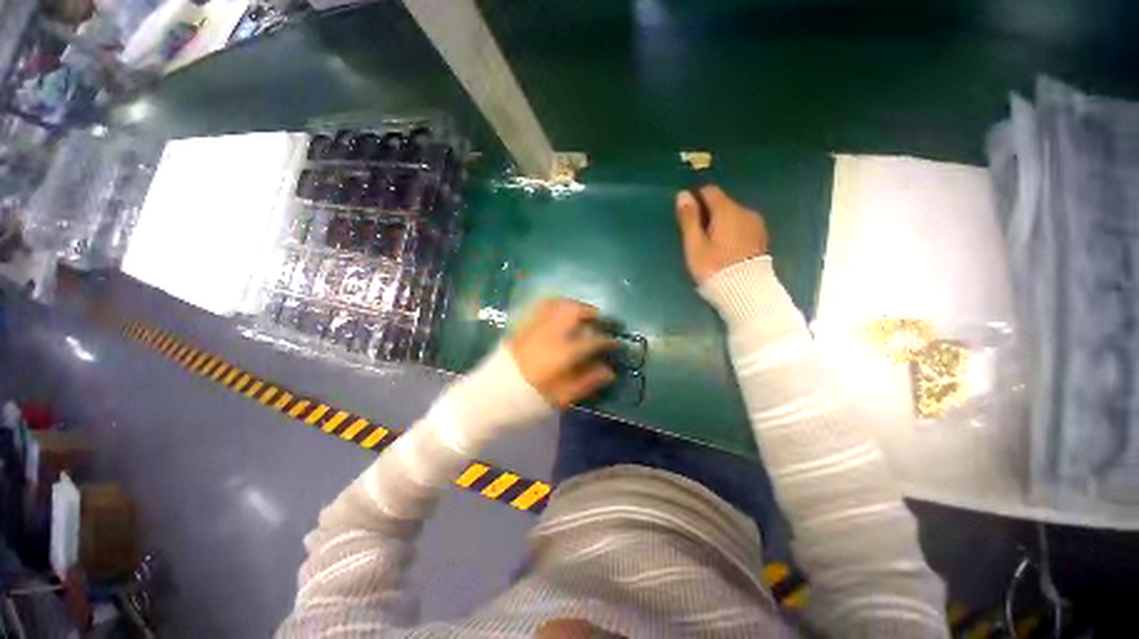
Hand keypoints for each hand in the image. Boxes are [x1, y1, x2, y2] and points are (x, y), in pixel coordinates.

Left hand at [508, 299, 616, 407]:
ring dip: (575, 305)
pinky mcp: (523, 325)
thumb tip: (610, 371)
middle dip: (591, 313)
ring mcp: (534, 326)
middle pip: (574, 312)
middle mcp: (549, 334)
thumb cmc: (529, 399)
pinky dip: (556, 303)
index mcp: (561, 353)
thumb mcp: (561, 397)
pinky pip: (541, 306)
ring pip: (558, 304)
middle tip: (600, 320)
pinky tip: (561, 309)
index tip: (616, 343)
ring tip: (583, 313)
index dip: (608, 340)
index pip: (592, 340)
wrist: (492, 395)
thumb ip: (587, 382)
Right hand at [675, 185, 768, 284]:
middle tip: (696, 235)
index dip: (696, 199)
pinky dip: (732, 231)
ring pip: (733, 215)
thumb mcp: (694, 245)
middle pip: (722, 203)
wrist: (745, 291)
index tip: (687, 215)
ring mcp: (756, 224)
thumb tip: (683, 194)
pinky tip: (726, 248)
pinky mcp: (761, 237)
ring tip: (711, 244)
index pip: (710, 191)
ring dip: (721, 223)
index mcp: (727, 211)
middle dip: (708, 213)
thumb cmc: (714, 268)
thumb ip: (689, 219)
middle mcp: (745, 211)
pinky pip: (742, 225)